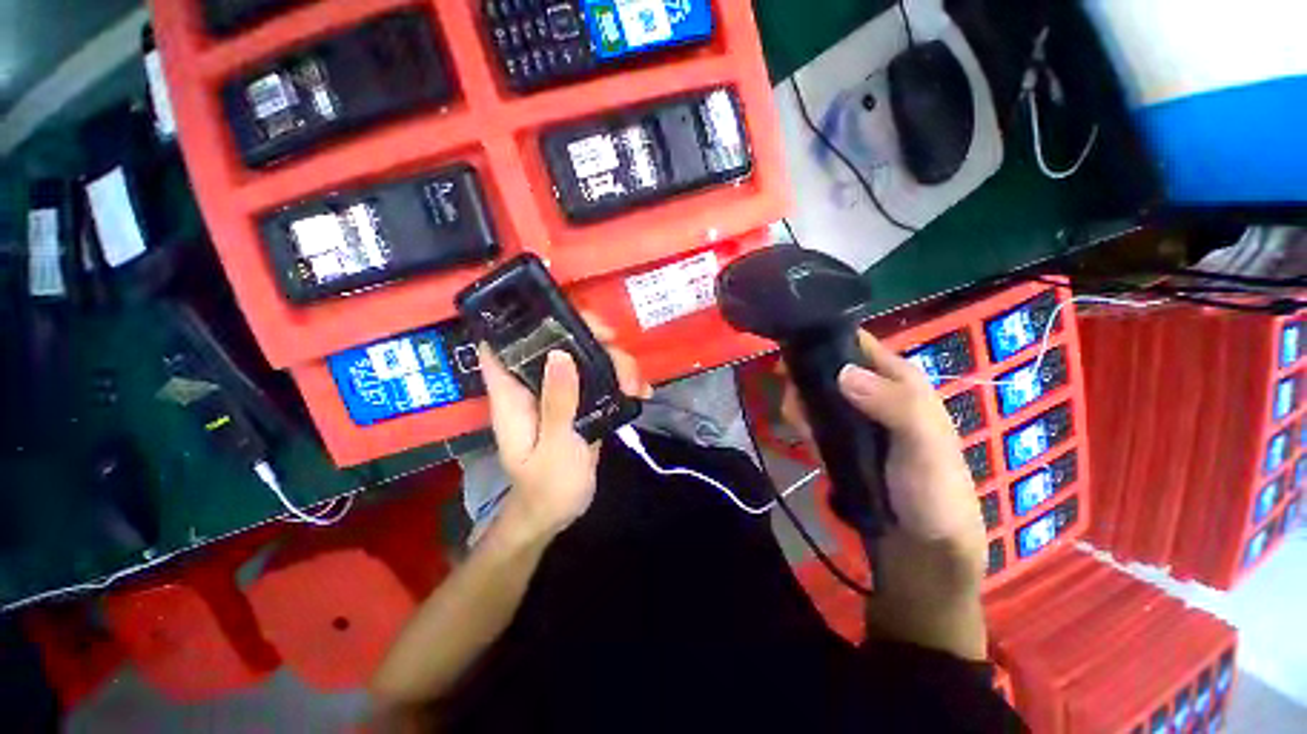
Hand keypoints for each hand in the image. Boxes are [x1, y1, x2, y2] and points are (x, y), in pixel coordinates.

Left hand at [480, 314, 649, 539]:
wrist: (559, 511)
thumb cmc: (548, 485)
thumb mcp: (555, 447)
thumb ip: (557, 402)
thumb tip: (559, 354)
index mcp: (513, 395)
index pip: (503, 345)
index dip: (523, 321)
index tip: (561, 313)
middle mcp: (534, 386)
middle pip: (556, 343)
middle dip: (588, 337)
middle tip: (616, 344)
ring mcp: (559, 392)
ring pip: (585, 358)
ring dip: (614, 363)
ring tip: (637, 386)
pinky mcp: (580, 401)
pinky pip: (600, 378)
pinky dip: (621, 380)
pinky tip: (641, 393)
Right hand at [780, 330, 984, 552]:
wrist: (923, 541)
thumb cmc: (932, 486)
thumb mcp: (923, 442)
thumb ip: (892, 404)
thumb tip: (842, 373)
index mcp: (896, 378)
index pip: (855, 343)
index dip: (824, 340)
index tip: (791, 352)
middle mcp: (871, 389)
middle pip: (826, 366)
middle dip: (803, 377)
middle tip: (794, 400)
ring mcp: (853, 414)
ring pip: (814, 391)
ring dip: (800, 403)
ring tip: (798, 424)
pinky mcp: (838, 436)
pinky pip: (812, 417)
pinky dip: (801, 422)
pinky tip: (802, 435)